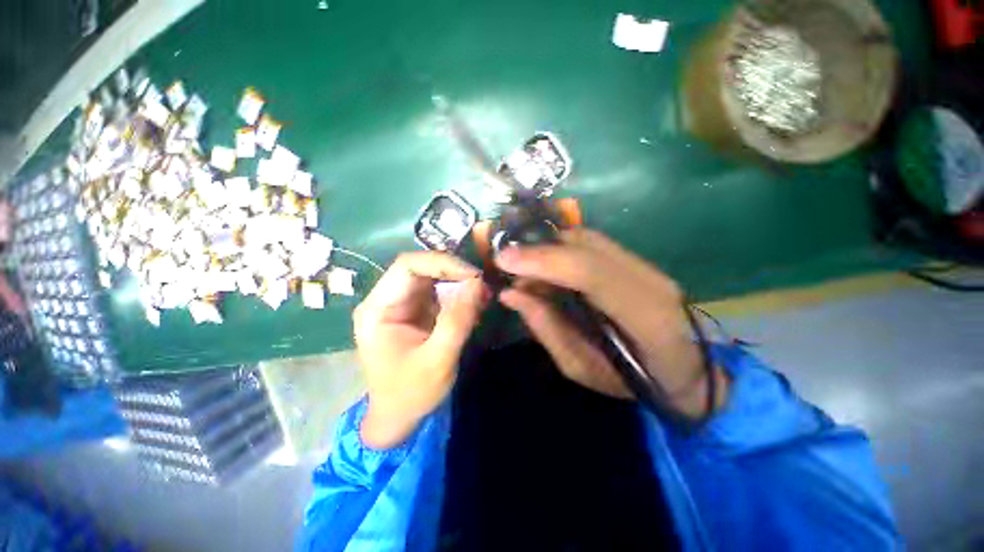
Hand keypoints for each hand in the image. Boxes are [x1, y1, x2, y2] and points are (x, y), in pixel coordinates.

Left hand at [353, 252, 487, 448]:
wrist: (398, 417)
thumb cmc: (410, 394)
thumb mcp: (437, 360)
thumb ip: (457, 320)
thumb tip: (478, 283)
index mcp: (378, 308)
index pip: (408, 266)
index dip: (442, 263)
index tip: (474, 275)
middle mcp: (387, 299)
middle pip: (422, 268)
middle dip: (455, 273)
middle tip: (483, 286)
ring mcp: (402, 304)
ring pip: (434, 278)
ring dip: (460, 284)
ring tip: (482, 298)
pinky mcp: (416, 311)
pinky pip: (439, 292)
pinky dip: (459, 296)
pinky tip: (474, 307)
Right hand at [496, 229, 724, 418]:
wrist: (685, 370)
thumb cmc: (631, 381)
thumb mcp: (581, 367)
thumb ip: (545, 327)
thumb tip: (510, 294)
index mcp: (645, 318)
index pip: (590, 272)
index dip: (544, 260)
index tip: (504, 260)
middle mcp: (650, 281)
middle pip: (586, 246)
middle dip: (538, 250)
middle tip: (507, 265)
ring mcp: (648, 265)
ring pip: (587, 239)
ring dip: (548, 247)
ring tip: (525, 269)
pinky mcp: (638, 260)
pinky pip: (592, 243)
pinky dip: (561, 248)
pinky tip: (547, 265)